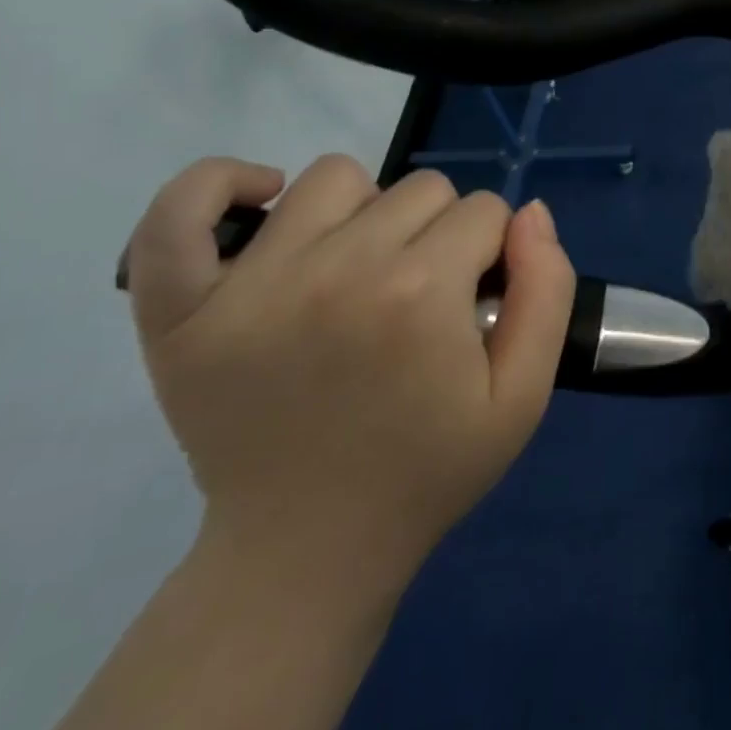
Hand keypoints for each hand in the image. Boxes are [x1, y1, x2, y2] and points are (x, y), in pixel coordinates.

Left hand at [123, 155, 576, 582]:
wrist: (307, 551)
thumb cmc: (428, 470)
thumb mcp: (523, 396)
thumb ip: (548, 292)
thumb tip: (530, 214)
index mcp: (421, 292)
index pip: (485, 211)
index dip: (493, 253)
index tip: (474, 304)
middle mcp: (337, 269)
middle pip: (420, 188)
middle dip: (442, 234)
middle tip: (422, 300)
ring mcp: (250, 283)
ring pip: (334, 178)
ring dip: (366, 212)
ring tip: (359, 270)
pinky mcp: (182, 308)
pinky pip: (182, 211)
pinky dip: (219, 186)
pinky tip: (263, 203)